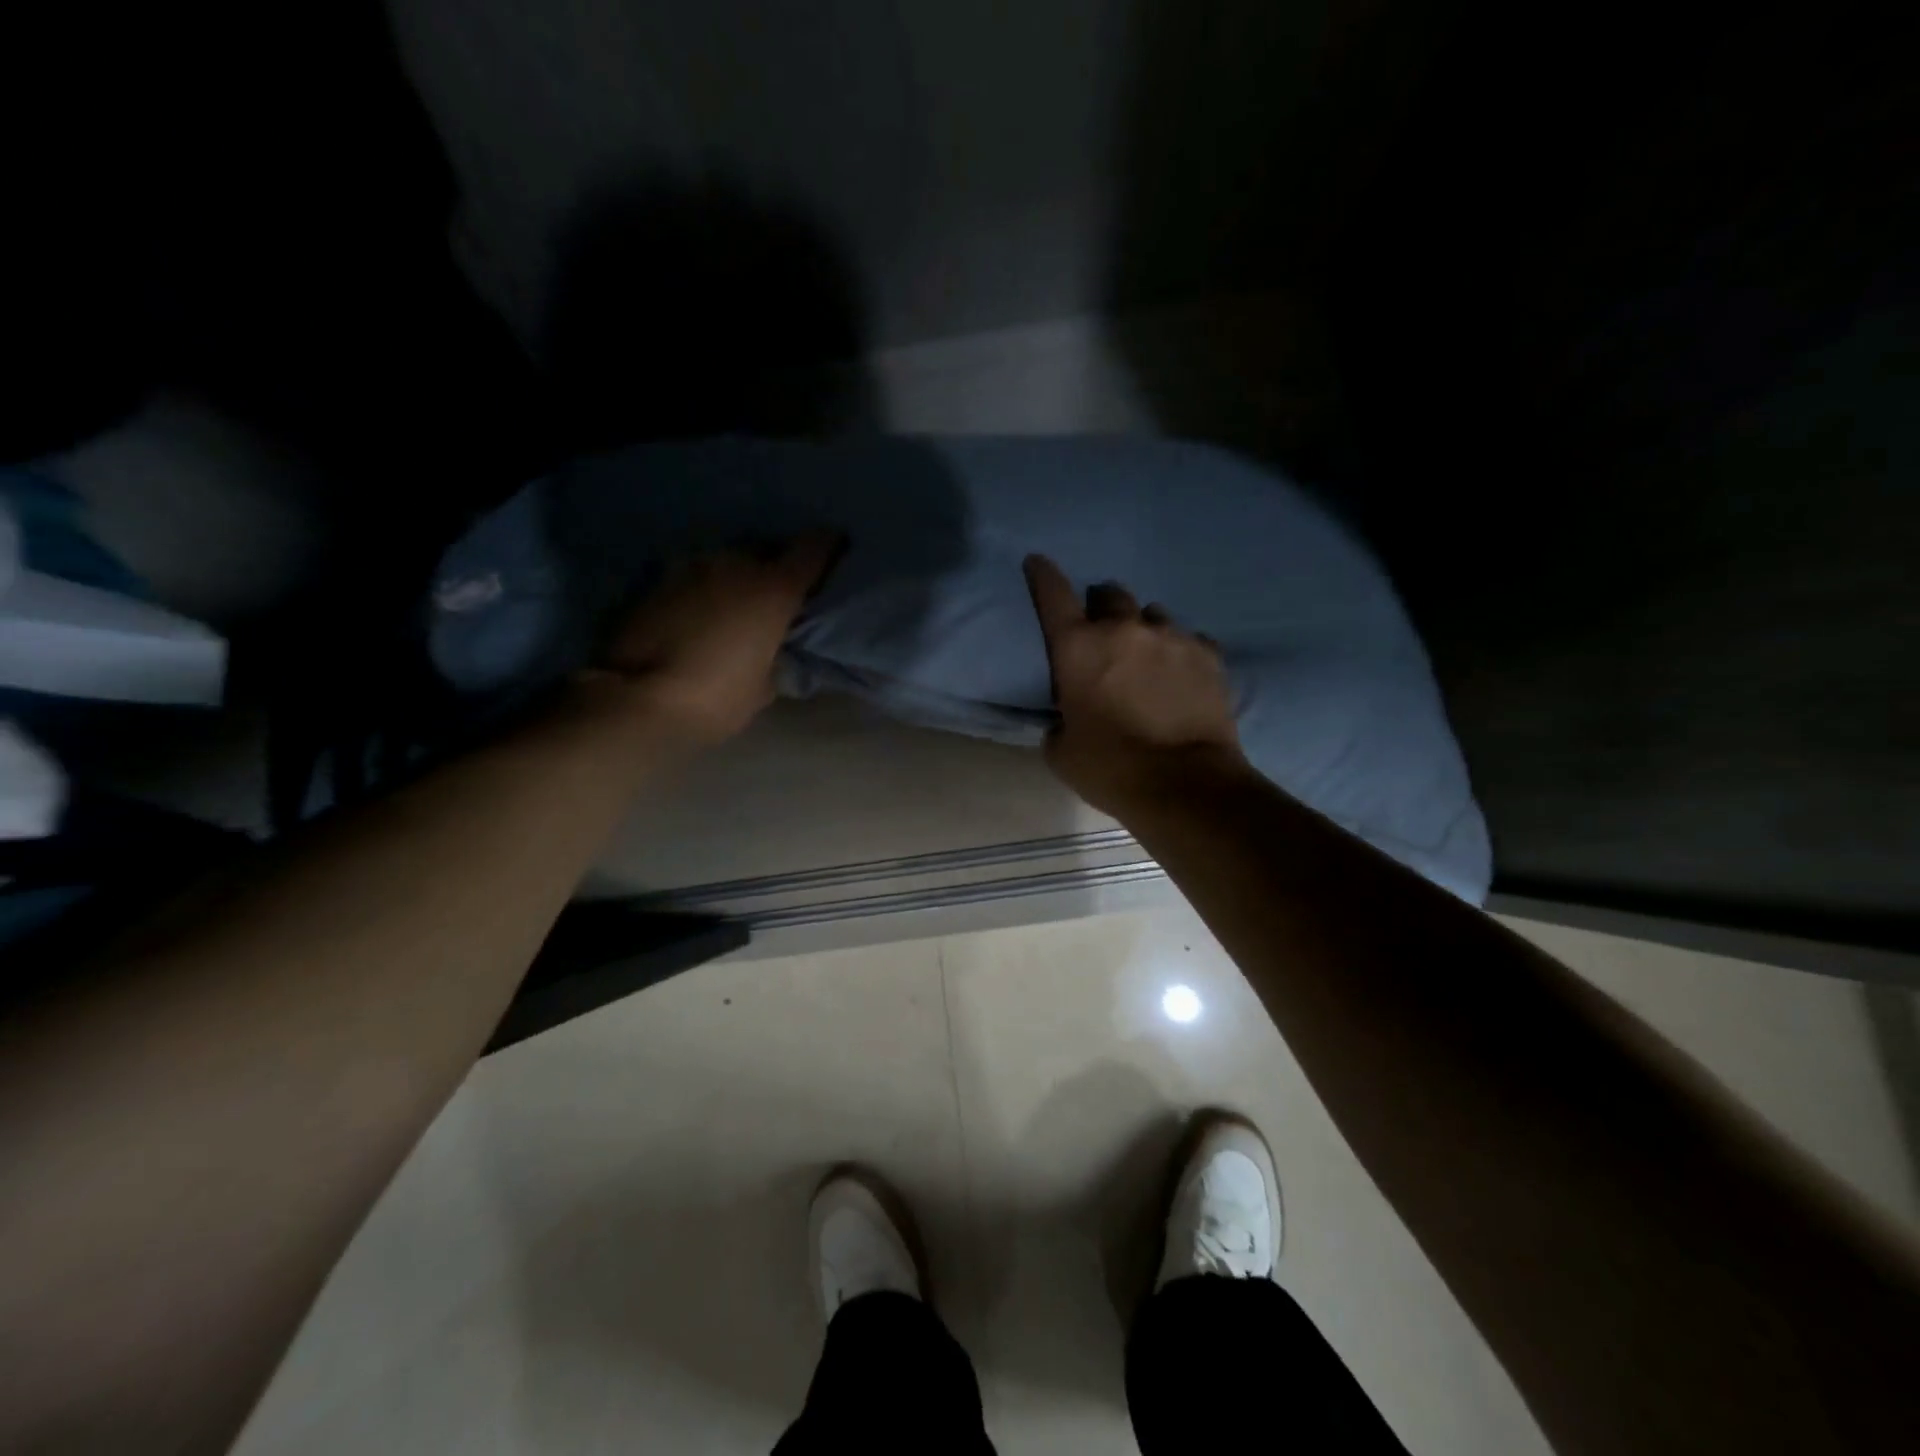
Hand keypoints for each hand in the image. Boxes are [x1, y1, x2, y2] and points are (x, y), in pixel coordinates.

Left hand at [599, 532, 840, 745]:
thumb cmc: (717, 698)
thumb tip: (773, 647)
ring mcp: (691, 567)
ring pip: (726, 560)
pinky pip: (693, 576)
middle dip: (776, 563)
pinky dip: (704, 588)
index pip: (813, 547)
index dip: (828, 546)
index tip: (836, 549)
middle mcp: (736, 565)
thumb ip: (776, 655)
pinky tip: (699, 612)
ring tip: (735, 601)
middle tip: (779, 589)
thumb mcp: (764, 685)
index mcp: (774, 588)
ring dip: (736, 575)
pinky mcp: (656, 580)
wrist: (638, 699)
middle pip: (766, 548)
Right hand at [1024, 554, 1245, 814]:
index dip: (1042, 575)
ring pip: (1152, 613)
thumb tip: (1066, 716)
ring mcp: (1171, 636)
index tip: (1037, 563)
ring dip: (1142, 628)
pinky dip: (1179, 650)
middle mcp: (1123, 629)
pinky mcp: (1208, 653)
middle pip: (1110, 594)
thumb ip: (1058, 720)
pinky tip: (1181, 673)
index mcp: (1078, 648)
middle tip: (1103, 633)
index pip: (1053, 594)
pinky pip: (1190, 638)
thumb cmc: (1110, 768)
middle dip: (1102, 608)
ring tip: (1146, 656)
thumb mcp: (1061, 751)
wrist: (1185, 784)